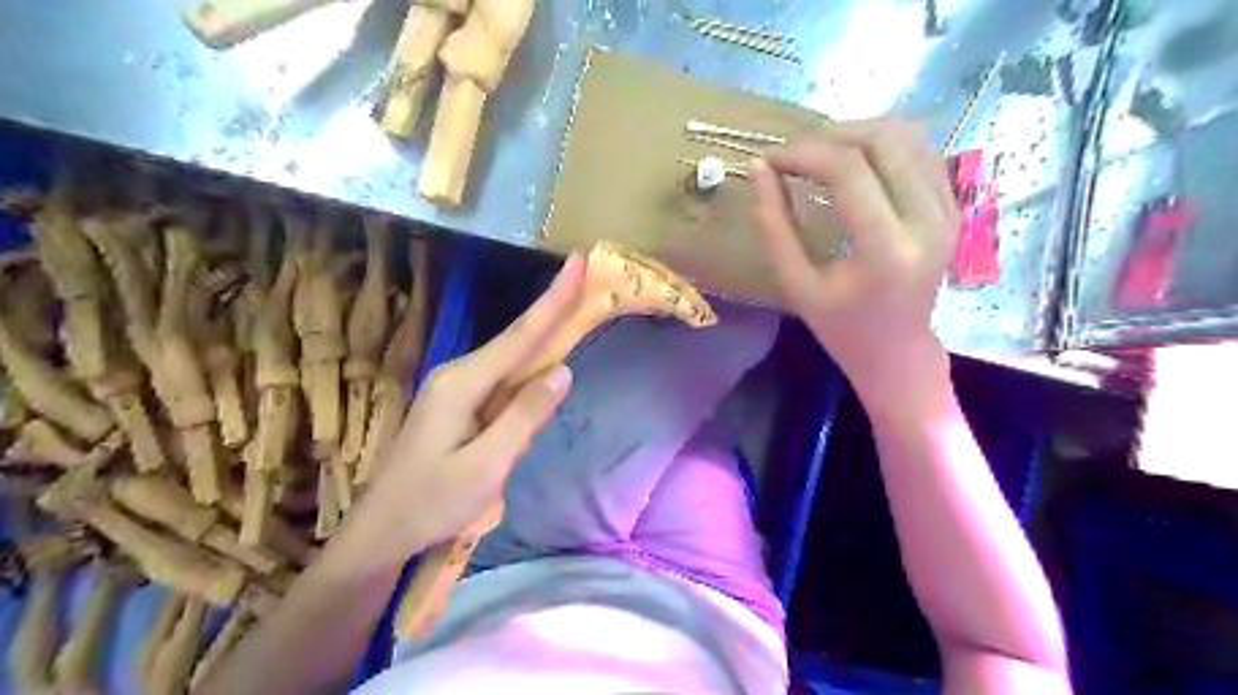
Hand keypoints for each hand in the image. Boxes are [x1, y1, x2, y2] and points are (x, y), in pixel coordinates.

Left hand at [343, 256, 587, 559]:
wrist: (380, 531)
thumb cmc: (432, 503)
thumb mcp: (486, 465)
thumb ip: (524, 416)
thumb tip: (562, 371)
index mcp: (463, 383)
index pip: (520, 335)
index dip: (553, 300)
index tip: (577, 263)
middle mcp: (458, 374)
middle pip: (517, 339)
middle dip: (553, 310)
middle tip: (585, 280)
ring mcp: (456, 388)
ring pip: (511, 360)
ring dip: (544, 338)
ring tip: (576, 314)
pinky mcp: (458, 404)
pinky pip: (502, 380)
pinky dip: (529, 368)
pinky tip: (545, 365)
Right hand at [749, 118, 960, 412]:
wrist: (899, 351)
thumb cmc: (841, 327)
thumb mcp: (796, 284)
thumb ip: (774, 225)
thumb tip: (758, 168)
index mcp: (887, 251)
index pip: (848, 171)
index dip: (803, 153)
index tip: (770, 158)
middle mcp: (928, 221)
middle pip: (883, 140)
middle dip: (830, 135)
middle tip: (794, 154)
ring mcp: (948, 210)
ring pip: (906, 136)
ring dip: (856, 134)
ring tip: (819, 155)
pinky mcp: (953, 206)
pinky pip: (920, 152)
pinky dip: (881, 146)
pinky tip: (853, 165)